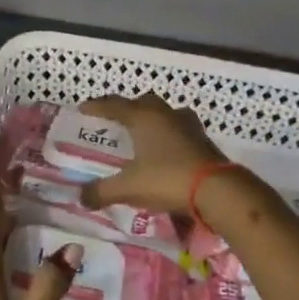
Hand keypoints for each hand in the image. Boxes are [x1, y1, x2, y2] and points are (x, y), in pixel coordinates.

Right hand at [77, 93, 228, 212]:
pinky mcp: (203, 141)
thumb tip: (81, 197)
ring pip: (166, 113)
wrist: (218, 191)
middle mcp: (165, 115)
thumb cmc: (167, 179)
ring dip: (153, 119)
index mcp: (143, 118)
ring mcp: (188, 126)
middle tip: (116, 120)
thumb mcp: (128, 188)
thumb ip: (102, 191)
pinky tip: (165, 151)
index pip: (114, 105)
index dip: (97, 106)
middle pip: (144, 102)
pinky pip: (180, 130)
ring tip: (143, 133)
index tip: (83, 109)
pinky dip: (169, 136)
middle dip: (128, 108)